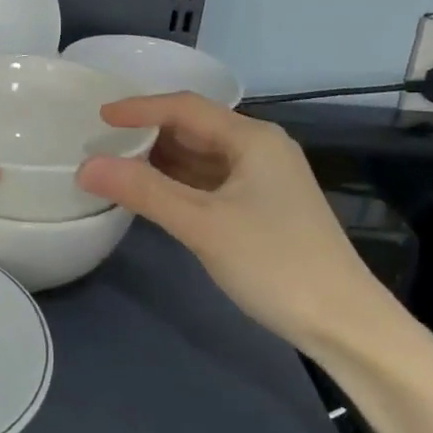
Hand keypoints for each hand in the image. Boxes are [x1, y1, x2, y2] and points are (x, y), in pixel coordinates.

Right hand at [76, 93, 399, 352]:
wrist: (346, 325)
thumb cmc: (275, 263)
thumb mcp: (203, 225)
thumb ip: (144, 191)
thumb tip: (86, 167)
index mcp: (252, 138)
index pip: (185, 107)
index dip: (139, 108)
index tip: (98, 117)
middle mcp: (260, 148)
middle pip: (194, 128)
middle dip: (148, 133)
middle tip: (103, 143)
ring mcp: (265, 179)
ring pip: (202, 156)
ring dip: (162, 160)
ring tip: (118, 166)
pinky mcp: (264, 207)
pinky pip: (211, 181)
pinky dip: (180, 183)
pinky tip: (154, 195)